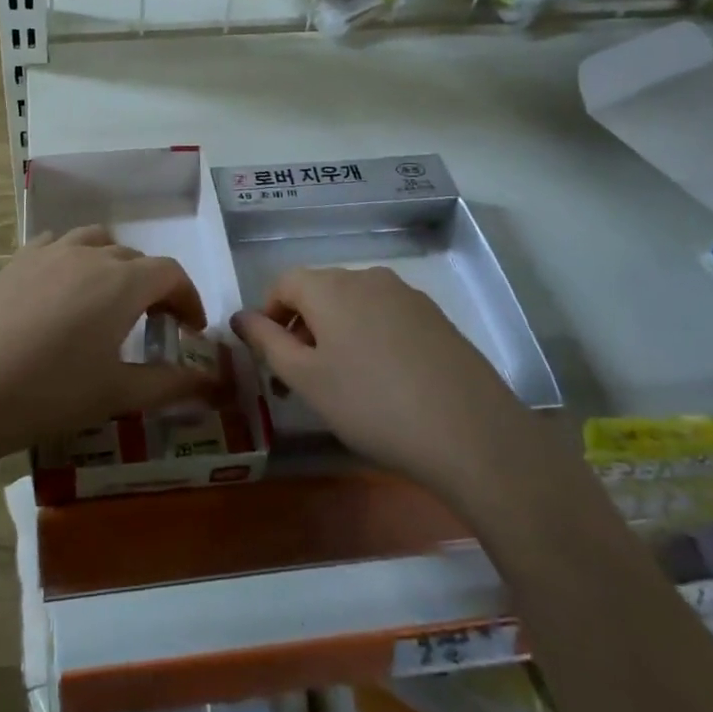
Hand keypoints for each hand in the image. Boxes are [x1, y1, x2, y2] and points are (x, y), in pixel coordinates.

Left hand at [0, 228, 220, 466]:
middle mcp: (90, 254)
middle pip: (135, 258)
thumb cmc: (51, 393)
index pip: (171, 273)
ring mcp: (50, 252)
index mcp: (122, 282)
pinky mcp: (17, 260)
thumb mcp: (117, 394)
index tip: (190, 330)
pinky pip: (57, 244)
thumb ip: (171, 384)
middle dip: (154, 287)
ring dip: (114, 264)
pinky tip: (64, 287)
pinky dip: (74, 258)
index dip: (188, 298)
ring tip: (109, 298)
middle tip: (154, 325)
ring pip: (96, 241)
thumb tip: (213, 383)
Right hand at [232, 267, 533, 492]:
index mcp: (330, 286)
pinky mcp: (436, 318)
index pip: (283, 283)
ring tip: (343, 384)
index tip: (270, 359)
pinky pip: (386, 317)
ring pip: (354, 305)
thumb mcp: (307, 379)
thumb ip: (267, 343)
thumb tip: (239, 317)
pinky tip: (385, 383)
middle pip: (319, 292)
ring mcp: (407, 295)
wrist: (473, 434)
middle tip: (300, 379)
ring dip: (335, 334)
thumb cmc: (373, 405)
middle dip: (301, 328)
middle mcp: (367, 277)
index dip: (268, 316)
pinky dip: (370, 339)